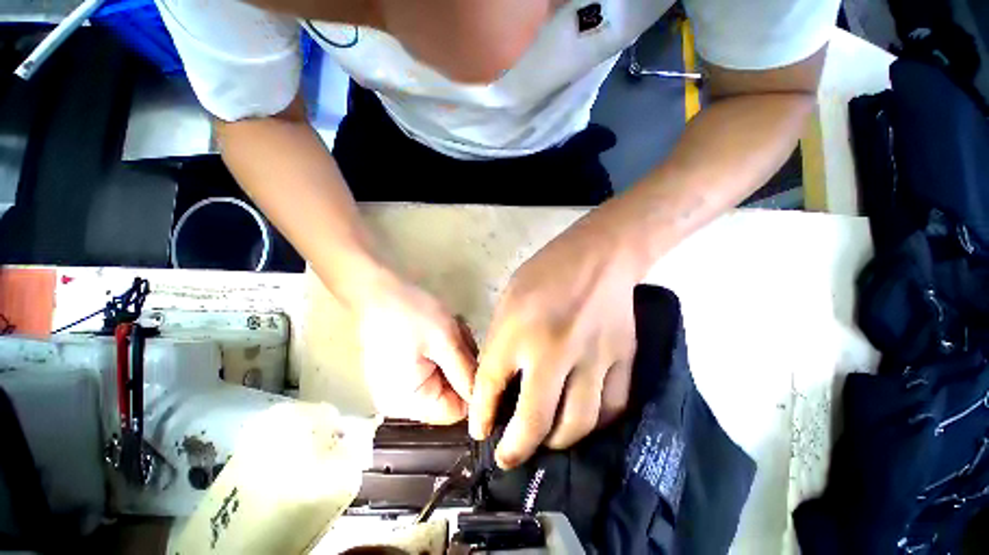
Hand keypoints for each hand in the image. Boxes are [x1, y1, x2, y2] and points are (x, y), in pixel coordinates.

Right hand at [354, 272, 477, 424]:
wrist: (378, 292)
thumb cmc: (411, 315)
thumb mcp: (445, 341)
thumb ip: (465, 372)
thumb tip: (482, 399)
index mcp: (409, 402)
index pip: (455, 411)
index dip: (471, 386)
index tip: (476, 359)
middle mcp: (402, 403)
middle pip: (451, 393)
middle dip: (462, 364)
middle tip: (460, 337)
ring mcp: (401, 385)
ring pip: (446, 378)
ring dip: (455, 354)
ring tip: (452, 329)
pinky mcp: (403, 370)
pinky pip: (434, 368)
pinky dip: (444, 352)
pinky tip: (443, 331)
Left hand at [469, 214, 640, 467]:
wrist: (598, 257)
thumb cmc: (545, 272)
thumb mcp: (509, 301)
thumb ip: (502, 341)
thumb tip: (499, 381)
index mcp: (518, 331)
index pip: (491, 386)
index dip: (482, 415)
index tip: (481, 431)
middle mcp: (553, 351)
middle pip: (535, 420)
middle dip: (516, 448)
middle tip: (507, 457)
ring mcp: (592, 358)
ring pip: (577, 423)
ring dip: (556, 441)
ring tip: (544, 441)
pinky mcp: (623, 359)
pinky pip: (610, 407)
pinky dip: (593, 423)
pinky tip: (580, 420)